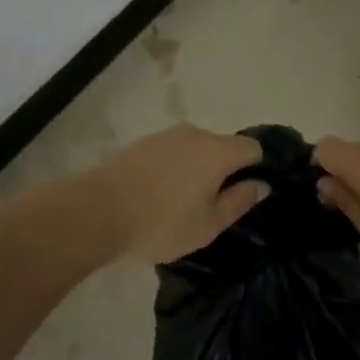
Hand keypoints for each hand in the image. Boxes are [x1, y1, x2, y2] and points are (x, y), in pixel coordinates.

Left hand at [89, 124, 266, 264]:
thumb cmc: (162, 223)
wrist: (98, 210)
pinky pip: (171, 152)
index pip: (252, 147)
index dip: (256, 168)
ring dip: (197, 169)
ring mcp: (166, 135)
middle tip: (213, 206)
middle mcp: (195, 134)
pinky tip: (159, 195)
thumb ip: (239, 202)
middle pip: (223, 146)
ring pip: (195, 148)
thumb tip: (261, 184)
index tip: (246, 194)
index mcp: (217, 151)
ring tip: (182, 204)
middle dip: (225, 171)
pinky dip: (174, 168)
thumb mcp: (208, 225)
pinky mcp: (142, 142)